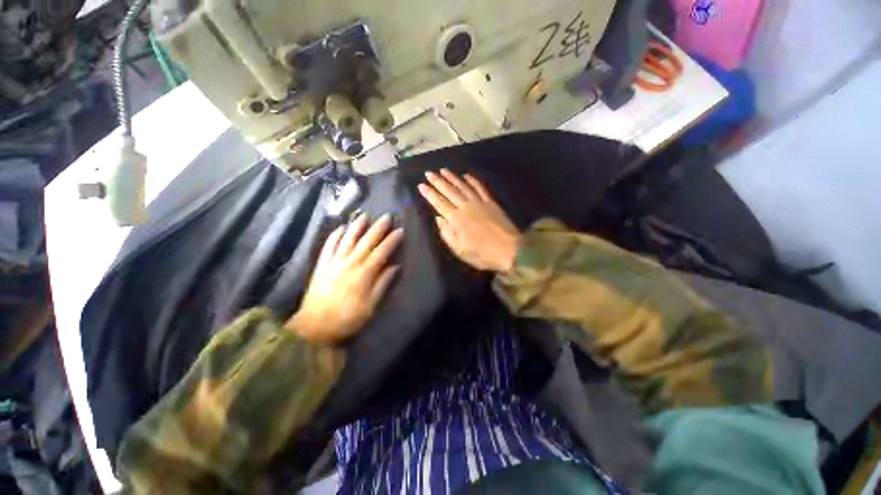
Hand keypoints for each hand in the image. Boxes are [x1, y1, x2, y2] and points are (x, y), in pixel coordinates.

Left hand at [286, 213, 402, 342]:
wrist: (314, 326)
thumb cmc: (347, 318)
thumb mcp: (371, 306)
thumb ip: (383, 284)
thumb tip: (395, 267)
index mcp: (364, 273)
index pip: (382, 251)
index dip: (392, 240)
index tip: (400, 230)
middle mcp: (350, 263)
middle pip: (367, 241)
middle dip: (378, 227)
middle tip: (387, 216)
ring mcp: (334, 262)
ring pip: (348, 238)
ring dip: (357, 226)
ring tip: (365, 215)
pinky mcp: (322, 264)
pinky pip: (329, 245)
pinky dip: (335, 235)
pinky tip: (341, 228)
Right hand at [418, 169, 520, 272]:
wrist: (509, 250)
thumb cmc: (482, 254)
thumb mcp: (459, 249)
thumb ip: (447, 233)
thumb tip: (438, 218)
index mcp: (456, 219)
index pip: (439, 203)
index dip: (430, 194)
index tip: (421, 185)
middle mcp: (466, 207)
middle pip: (449, 191)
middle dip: (438, 181)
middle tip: (429, 173)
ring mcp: (479, 203)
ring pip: (463, 186)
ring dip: (452, 177)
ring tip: (443, 170)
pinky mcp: (491, 202)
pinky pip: (480, 188)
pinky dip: (473, 180)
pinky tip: (467, 175)